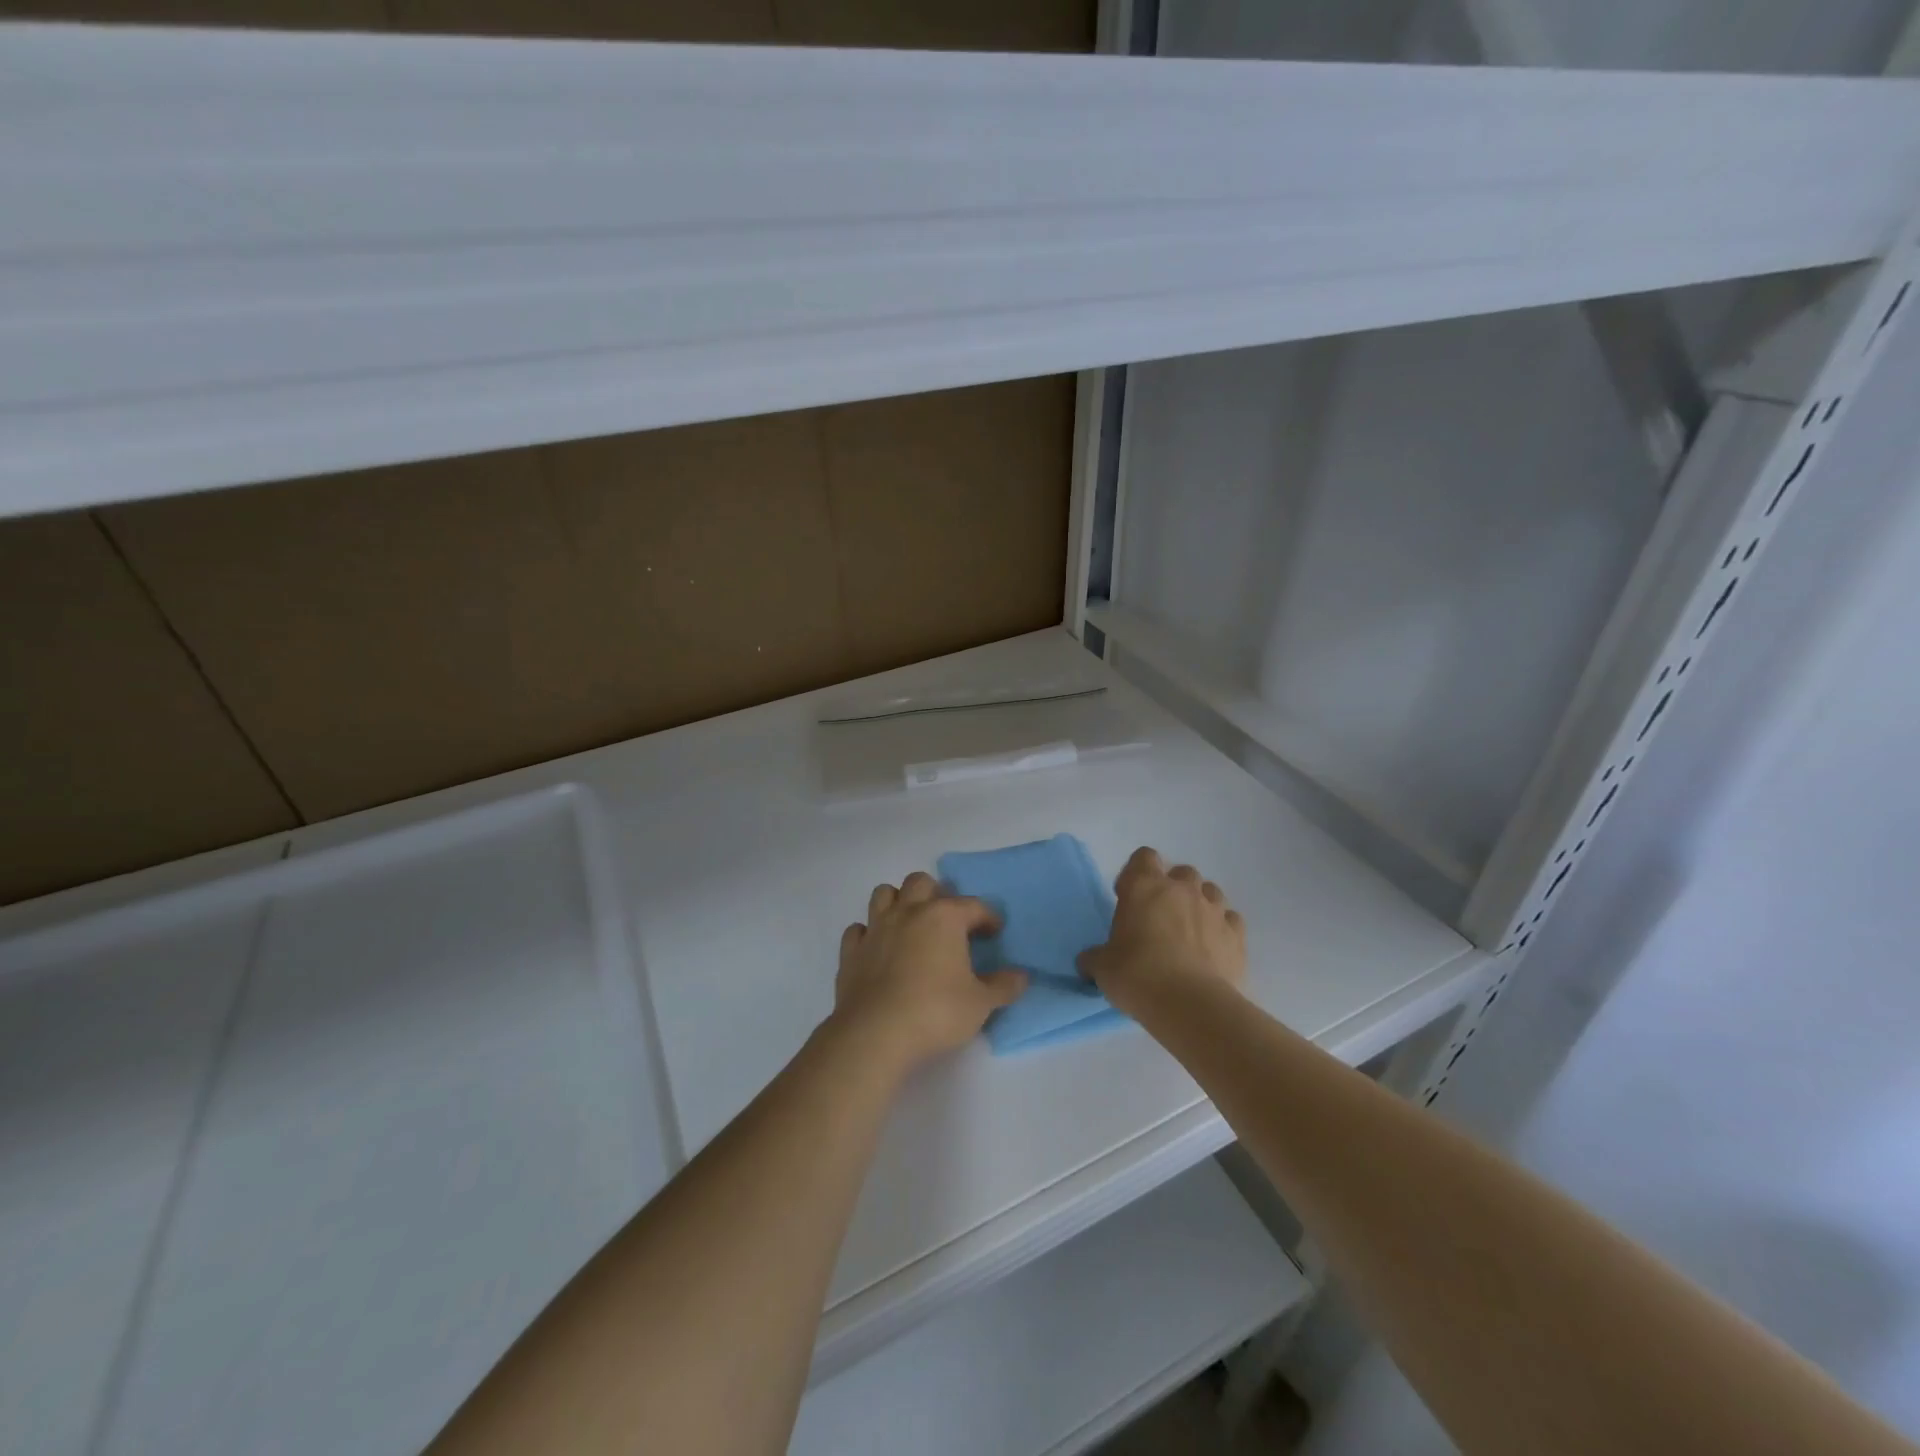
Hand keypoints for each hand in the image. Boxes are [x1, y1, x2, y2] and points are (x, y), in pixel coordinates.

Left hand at [831, 872, 1028, 1069]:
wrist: (875, 1034)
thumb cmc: (936, 1012)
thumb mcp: (981, 1004)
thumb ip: (1003, 986)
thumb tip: (1021, 976)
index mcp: (943, 917)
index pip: (972, 905)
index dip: (987, 916)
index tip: (994, 931)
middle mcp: (908, 912)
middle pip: (921, 882)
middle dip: (937, 894)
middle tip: (948, 921)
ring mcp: (875, 929)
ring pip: (884, 894)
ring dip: (899, 902)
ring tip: (912, 924)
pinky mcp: (851, 951)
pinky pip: (858, 929)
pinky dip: (869, 933)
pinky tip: (879, 949)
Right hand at [1078, 847, 1245, 1016]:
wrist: (1191, 1005)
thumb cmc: (1138, 975)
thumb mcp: (1103, 968)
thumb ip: (1095, 957)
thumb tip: (1088, 960)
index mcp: (1144, 887)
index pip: (1143, 857)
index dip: (1135, 874)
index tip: (1128, 898)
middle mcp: (1182, 889)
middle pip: (1181, 872)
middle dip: (1172, 889)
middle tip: (1160, 917)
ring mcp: (1214, 910)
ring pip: (1210, 892)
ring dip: (1199, 905)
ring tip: (1189, 932)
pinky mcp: (1237, 935)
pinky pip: (1230, 920)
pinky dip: (1222, 929)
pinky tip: (1213, 949)